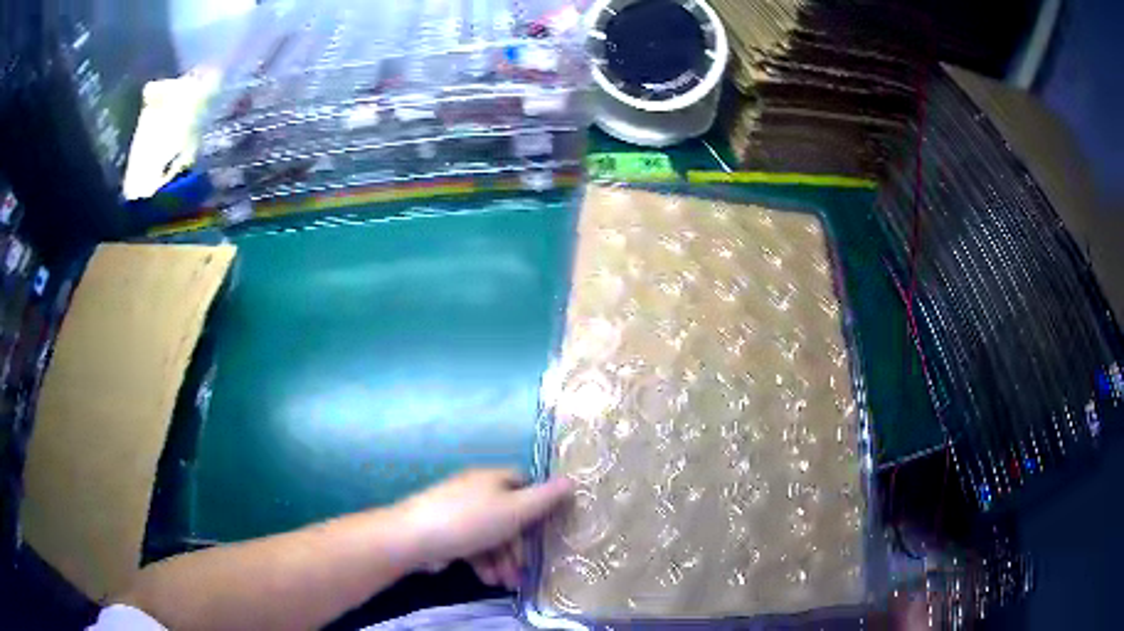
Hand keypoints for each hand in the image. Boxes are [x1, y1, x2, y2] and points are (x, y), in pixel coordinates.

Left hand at [395, 469, 573, 589]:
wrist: (413, 538)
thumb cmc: (470, 522)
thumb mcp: (515, 511)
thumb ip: (545, 498)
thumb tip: (573, 480)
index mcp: (492, 479)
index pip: (524, 483)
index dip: (539, 503)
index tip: (548, 528)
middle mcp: (476, 491)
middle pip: (508, 515)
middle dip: (519, 545)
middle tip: (525, 569)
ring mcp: (458, 511)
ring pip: (491, 534)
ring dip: (503, 559)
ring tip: (505, 582)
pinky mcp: (445, 531)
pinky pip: (473, 544)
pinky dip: (483, 561)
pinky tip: (487, 578)